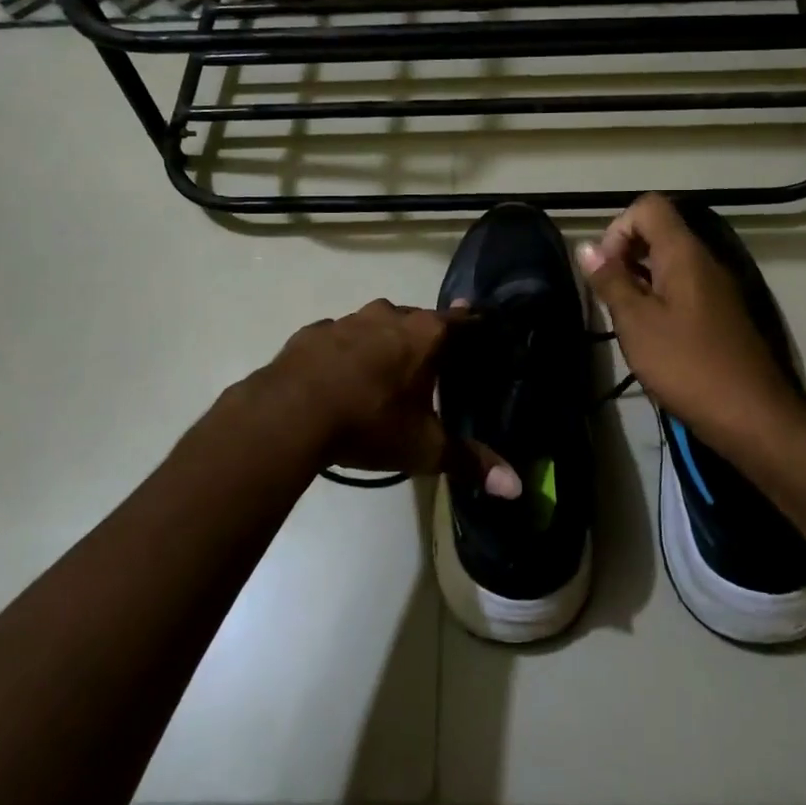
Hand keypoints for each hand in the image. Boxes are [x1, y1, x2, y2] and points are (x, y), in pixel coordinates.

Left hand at [254, 300, 520, 494]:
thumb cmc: (369, 422)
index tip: (485, 330)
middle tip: (434, 364)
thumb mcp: (424, 448)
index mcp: (425, 334)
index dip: (476, 326)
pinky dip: (347, 352)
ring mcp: (348, 320)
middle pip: (420, 319)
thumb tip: (516, 489)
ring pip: (378, 325)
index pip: (463, 321)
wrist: (288, 414)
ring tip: (386, 373)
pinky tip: (341, 378)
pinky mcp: (313, 332)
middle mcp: (389, 315)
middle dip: (428, 338)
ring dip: (385, 342)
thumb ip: (470, 462)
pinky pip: (340, 338)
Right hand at [576, 193, 805, 454]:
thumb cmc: (687, 365)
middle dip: (625, 253)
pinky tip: (649, 334)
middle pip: (659, 231)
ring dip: (639, 278)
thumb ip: (610, 281)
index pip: (648, 207)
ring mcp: (715, 288)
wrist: (751, 415)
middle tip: (609, 294)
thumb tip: (586, 246)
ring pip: (669, 261)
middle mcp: (703, 261)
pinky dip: (658, 298)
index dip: (618, 228)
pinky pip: (682, 287)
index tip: (605, 268)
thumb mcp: (636, 323)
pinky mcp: (720, 313)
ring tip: (624, 317)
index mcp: (684, 254)